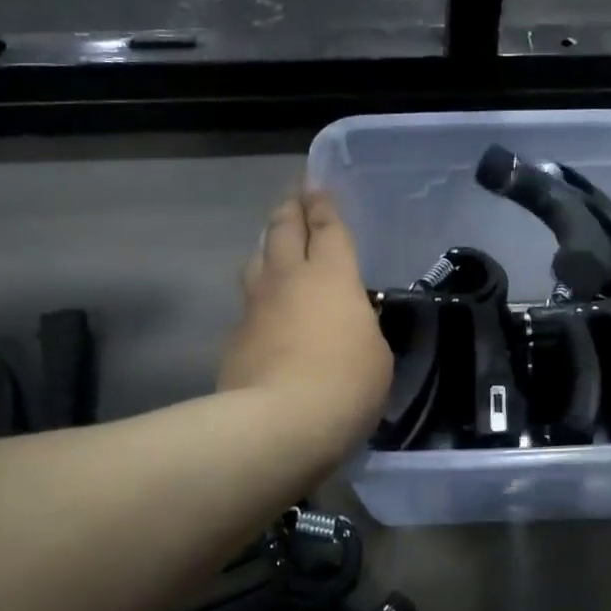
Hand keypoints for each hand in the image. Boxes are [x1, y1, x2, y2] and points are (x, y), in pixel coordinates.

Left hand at [219, 192, 392, 448]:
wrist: (279, 423)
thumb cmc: (346, 384)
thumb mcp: (376, 354)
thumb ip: (361, 328)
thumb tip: (347, 324)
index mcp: (333, 276)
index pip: (327, 228)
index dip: (324, 205)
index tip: (316, 186)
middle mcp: (289, 279)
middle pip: (283, 230)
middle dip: (290, 209)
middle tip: (293, 196)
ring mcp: (256, 306)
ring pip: (256, 260)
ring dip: (266, 246)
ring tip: (272, 243)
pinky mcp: (234, 337)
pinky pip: (247, 304)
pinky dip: (257, 297)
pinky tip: (263, 309)